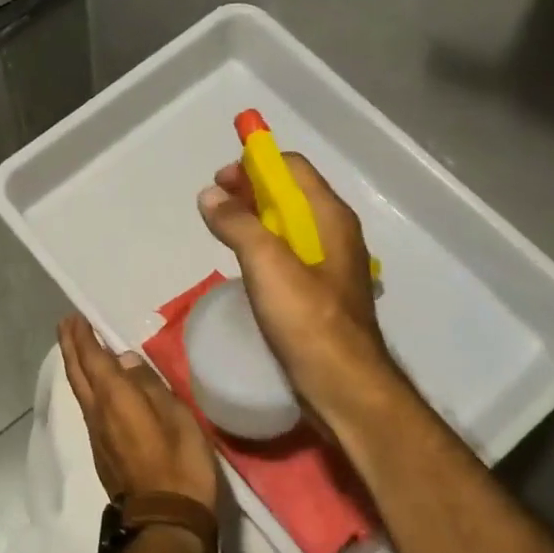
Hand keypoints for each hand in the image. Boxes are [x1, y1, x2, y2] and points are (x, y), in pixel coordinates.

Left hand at [57, 315, 217, 515]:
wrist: (166, 521)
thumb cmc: (179, 463)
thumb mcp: (177, 416)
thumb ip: (149, 385)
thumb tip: (125, 360)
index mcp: (116, 398)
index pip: (93, 359)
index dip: (83, 338)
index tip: (76, 318)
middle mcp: (98, 413)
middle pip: (78, 374)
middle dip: (71, 347)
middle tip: (66, 325)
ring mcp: (97, 435)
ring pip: (79, 391)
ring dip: (76, 366)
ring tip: (77, 348)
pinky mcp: (102, 452)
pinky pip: (88, 408)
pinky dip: (85, 387)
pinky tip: (94, 387)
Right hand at [197, 153, 404, 431]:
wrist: (344, 387)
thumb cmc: (308, 320)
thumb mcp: (267, 265)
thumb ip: (238, 224)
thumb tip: (210, 194)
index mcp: (330, 217)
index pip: (292, 167)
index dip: (255, 165)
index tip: (220, 181)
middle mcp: (334, 233)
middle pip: (289, 194)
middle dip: (250, 191)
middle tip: (214, 205)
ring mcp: (329, 265)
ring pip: (288, 226)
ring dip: (254, 220)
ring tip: (222, 231)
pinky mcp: (319, 293)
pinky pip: (288, 255)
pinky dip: (263, 248)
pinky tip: (244, 266)